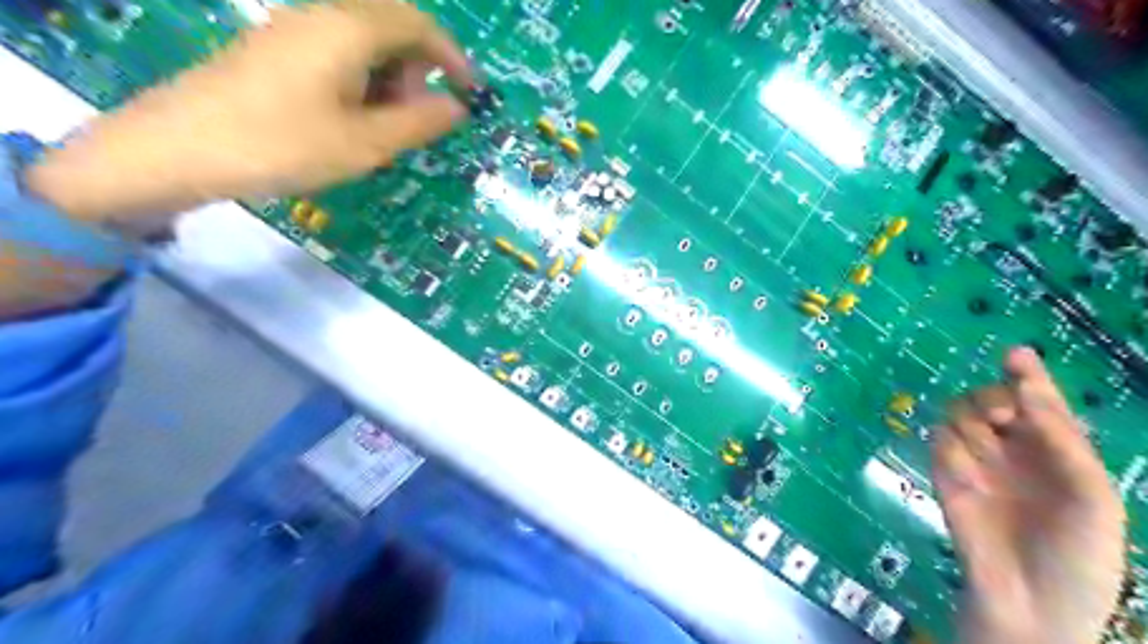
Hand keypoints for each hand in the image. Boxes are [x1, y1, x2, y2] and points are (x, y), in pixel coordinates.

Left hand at [27, 1, 475, 227]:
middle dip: (418, 68)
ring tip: (385, 127)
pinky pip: (334, 54)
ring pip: (362, 41)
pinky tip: (351, 120)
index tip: (470, 92)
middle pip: (390, 26)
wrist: (178, 149)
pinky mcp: (272, 51)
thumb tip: (457, 107)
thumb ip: (418, 122)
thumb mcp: (365, 143)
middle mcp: (321, 16)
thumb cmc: (284, 145)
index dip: (451, 56)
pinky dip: (360, 82)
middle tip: (420, 118)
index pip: (417, 24)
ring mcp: (291, 30)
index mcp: (348, 29)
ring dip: (389, 78)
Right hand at [932, 347, 1127, 642]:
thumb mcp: (1092, 495)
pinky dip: (952, 451)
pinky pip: (939, 442)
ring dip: (971, 424)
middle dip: (993, 399)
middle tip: (1001, 419)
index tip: (1015, 354)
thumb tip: (1024, 387)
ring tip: (987, 454)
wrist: (1032, 603)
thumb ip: (1061, 439)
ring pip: (959, 414)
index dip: (1028, 375)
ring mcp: (976, 461)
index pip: (1037, 401)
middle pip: (990, 399)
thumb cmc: (1079, 554)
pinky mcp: (945, 475)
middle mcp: (1013, 450)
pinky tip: (967, 478)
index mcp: (1055, 451)